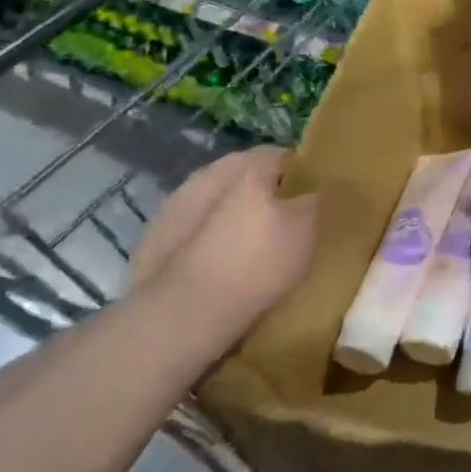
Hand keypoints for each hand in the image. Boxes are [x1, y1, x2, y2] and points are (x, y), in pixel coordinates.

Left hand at [138, 148, 318, 336]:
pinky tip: (216, 263)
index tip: (311, 200)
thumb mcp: (307, 228)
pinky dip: (206, 237)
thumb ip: (315, 197)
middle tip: (282, 223)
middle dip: (263, 192)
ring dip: (231, 213)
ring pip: (216, 199)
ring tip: (247, 246)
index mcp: (248, 164)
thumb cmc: (256, 262)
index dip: (301, 176)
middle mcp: (209, 172)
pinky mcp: (153, 236)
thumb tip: (317, 186)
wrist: (181, 315)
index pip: (284, 156)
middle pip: (247, 175)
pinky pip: (192, 226)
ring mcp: (175, 203)